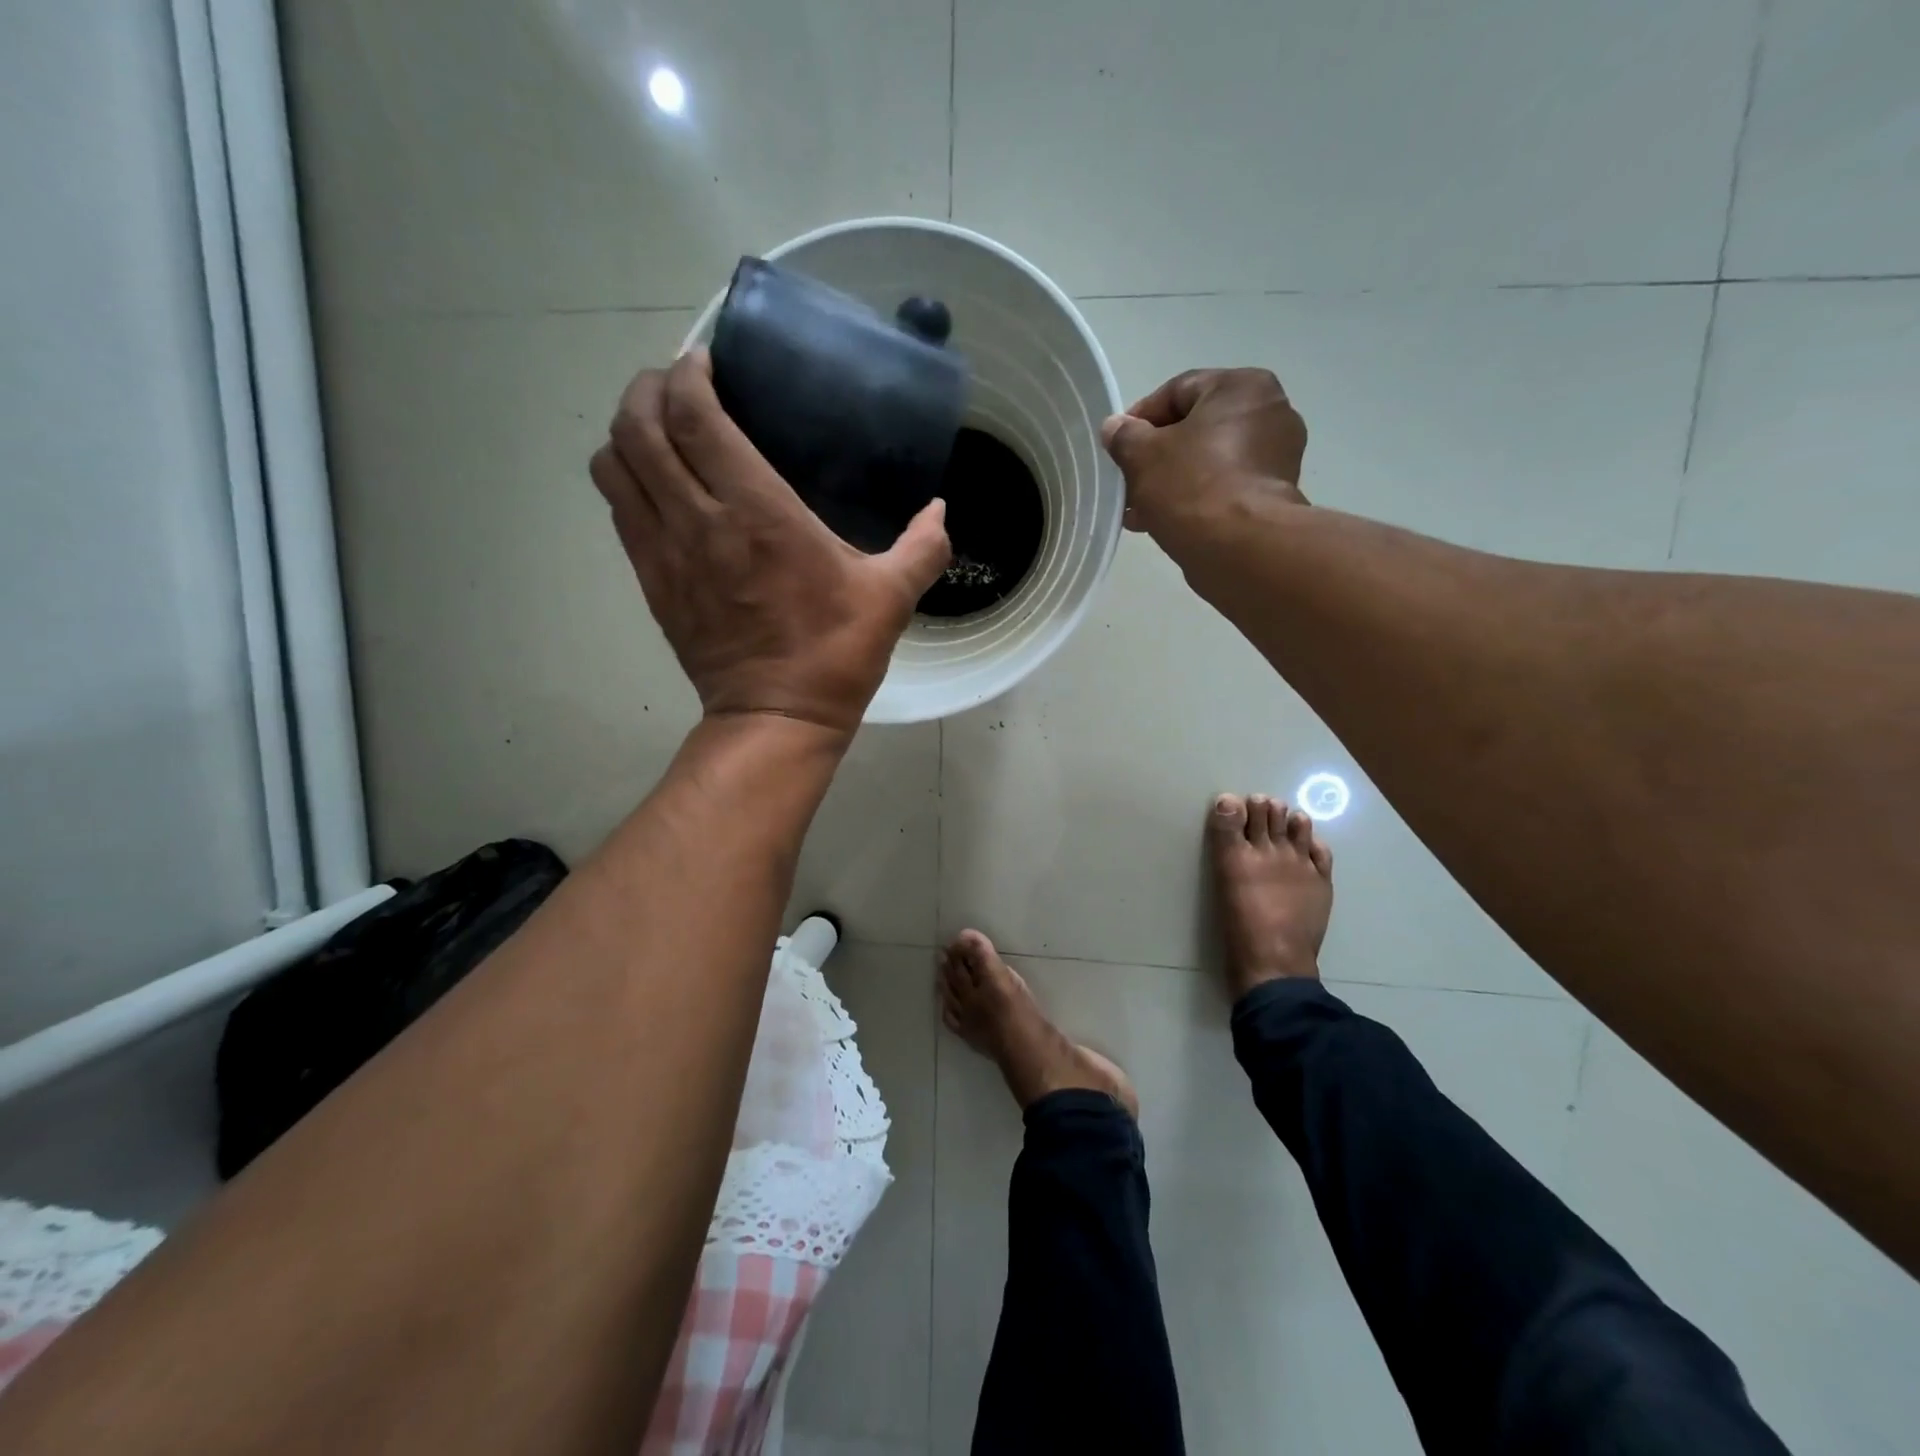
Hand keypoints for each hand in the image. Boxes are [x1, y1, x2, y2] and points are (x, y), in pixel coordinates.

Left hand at [590, 351, 950, 734]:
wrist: (776, 717)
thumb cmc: (834, 653)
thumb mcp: (891, 598)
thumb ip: (922, 547)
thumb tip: (941, 511)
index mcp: (758, 512)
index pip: (697, 417)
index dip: (689, 374)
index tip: (706, 360)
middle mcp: (698, 520)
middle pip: (639, 426)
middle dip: (648, 389)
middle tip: (680, 385)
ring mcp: (665, 552)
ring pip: (615, 465)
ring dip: (629, 432)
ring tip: (662, 429)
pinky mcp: (651, 581)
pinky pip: (619, 509)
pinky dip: (627, 479)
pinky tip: (659, 483)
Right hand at [1100, 368, 1308, 533]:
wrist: (1240, 547)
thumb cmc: (1191, 486)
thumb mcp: (1142, 456)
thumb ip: (1125, 436)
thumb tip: (1115, 428)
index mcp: (1242, 387)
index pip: (1178, 391)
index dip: (1140, 418)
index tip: (1118, 447)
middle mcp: (1269, 412)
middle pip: (1195, 428)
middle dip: (1156, 456)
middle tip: (1127, 481)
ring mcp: (1276, 457)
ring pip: (1208, 461)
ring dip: (1171, 481)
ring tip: (1139, 510)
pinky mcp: (1274, 495)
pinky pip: (1224, 487)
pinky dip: (1195, 499)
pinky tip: (1164, 522)